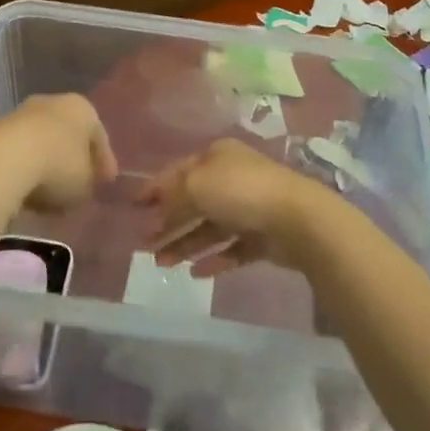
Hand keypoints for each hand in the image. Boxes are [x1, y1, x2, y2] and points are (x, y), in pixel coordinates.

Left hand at [0, 94, 116, 211]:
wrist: (4, 159)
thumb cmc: (58, 166)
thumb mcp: (85, 184)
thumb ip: (89, 182)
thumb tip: (82, 183)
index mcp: (83, 108)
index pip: (99, 136)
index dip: (104, 162)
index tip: (105, 183)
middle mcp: (53, 102)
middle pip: (68, 134)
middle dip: (72, 159)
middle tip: (76, 184)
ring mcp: (21, 113)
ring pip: (41, 141)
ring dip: (45, 163)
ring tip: (47, 193)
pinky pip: (18, 151)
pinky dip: (23, 167)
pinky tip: (24, 189)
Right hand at [135, 140, 334, 273]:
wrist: (296, 219)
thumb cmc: (240, 191)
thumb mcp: (196, 185)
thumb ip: (172, 197)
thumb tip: (157, 209)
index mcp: (217, 157)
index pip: (178, 172)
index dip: (154, 188)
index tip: (133, 206)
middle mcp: (231, 179)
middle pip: (192, 202)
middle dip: (166, 222)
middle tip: (143, 243)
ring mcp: (248, 208)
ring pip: (209, 228)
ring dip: (184, 244)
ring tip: (162, 263)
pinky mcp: (262, 237)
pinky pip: (231, 249)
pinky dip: (213, 259)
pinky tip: (194, 273)